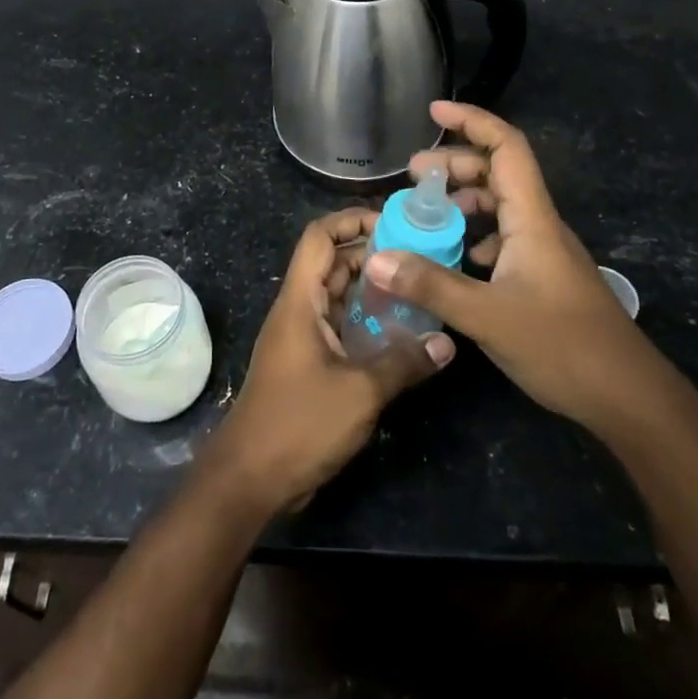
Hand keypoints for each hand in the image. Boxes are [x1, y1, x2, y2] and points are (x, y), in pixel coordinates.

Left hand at [203, 208, 453, 514]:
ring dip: (371, 289)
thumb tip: (447, 342)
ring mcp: (302, 337)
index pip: (319, 237)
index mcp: (299, 301)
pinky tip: (401, 332)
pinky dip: (366, 321)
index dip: (351, 220)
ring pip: (337, 296)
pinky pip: (339, 326)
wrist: (251, 477)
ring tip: (417, 288)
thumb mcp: (360, 392)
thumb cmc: (299, 423)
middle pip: (332, 263)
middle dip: (371, 254)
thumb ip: (403, 362)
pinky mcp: (309, 363)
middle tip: (419, 257)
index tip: (393, 223)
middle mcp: (298, 310)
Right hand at [363, 102, 667, 435]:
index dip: (473, 121)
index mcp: (532, 219)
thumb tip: (375, 258)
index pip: (507, 148)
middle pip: (498, 173)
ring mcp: (543, 252)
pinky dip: (475, 235)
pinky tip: (456, 258)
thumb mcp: (488, 317)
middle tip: (412, 176)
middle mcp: (539, 226)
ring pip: (501, 207)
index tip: (433, 111)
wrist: (629, 398)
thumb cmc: (564, 347)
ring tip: (426, 215)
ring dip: (464, 201)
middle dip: (455, 165)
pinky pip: (504, 238)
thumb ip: (431, 285)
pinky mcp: (543, 278)